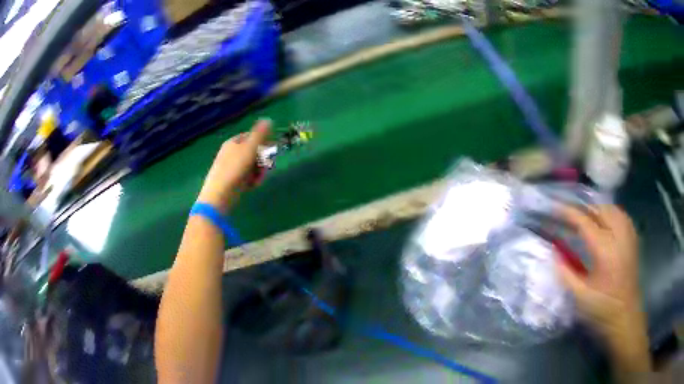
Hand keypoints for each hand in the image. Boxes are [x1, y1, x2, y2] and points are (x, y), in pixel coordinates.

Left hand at [197, 119, 270, 212]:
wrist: (220, 194)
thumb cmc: (234, 168)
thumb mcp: (249, 148)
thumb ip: (260, 134)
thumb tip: (269, 119)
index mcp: (233, 142)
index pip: (252, 136)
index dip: (263, 142)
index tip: (272, 149)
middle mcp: (232, 153)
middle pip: (254, 152)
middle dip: (262, 159)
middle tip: (266, 166)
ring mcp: (232, 167)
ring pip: (252, 165)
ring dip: (259, 171)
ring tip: (258, 179)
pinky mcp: (233, 180)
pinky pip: (247, 176)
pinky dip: (252, 180)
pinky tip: (253, 185)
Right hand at [557, 204, 649, 370]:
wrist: (625, 316)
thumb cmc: (602, 308)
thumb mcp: (580, 295)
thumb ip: (565, 272)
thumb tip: (553, 252)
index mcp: (604, 249)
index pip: (585, 221)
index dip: (569, 213)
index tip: (555, 208)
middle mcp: (618, 236)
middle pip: (599, 209)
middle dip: (583, 209)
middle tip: (570, 215)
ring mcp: (628, 235)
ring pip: (612, 209)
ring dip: (597, 209)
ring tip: (585, 216)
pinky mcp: (633, 239)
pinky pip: (621, 215)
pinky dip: (610, 213)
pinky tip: (605, 221)